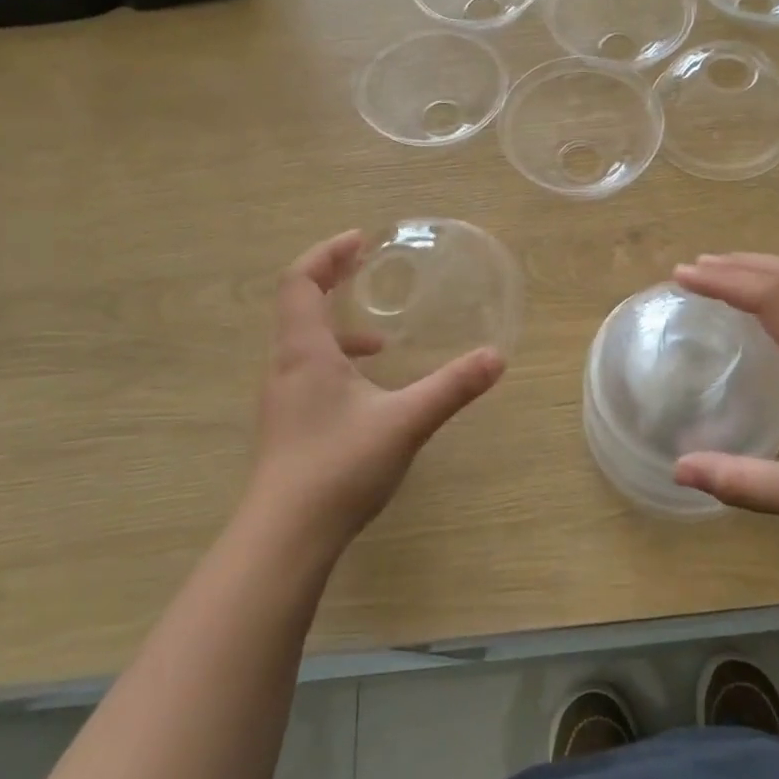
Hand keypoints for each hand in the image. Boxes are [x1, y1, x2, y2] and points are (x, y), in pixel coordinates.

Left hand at [244, 231, 504, 561]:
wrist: (285, 538)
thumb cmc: (339, 466)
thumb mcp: (405, 421)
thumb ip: (452, 386)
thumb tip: (496, 357)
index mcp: (305, 351)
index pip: (300, 281)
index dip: (327, 254)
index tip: (360, 241)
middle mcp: (285, 366)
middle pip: (298, 306)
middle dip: (332, 281)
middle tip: (366, 269)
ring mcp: (281, 398)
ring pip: (302, 343)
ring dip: (336, 327)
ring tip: (379, 340)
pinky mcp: (286, 426)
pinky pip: (307, 372)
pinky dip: (336, 362)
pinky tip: (368, 391)